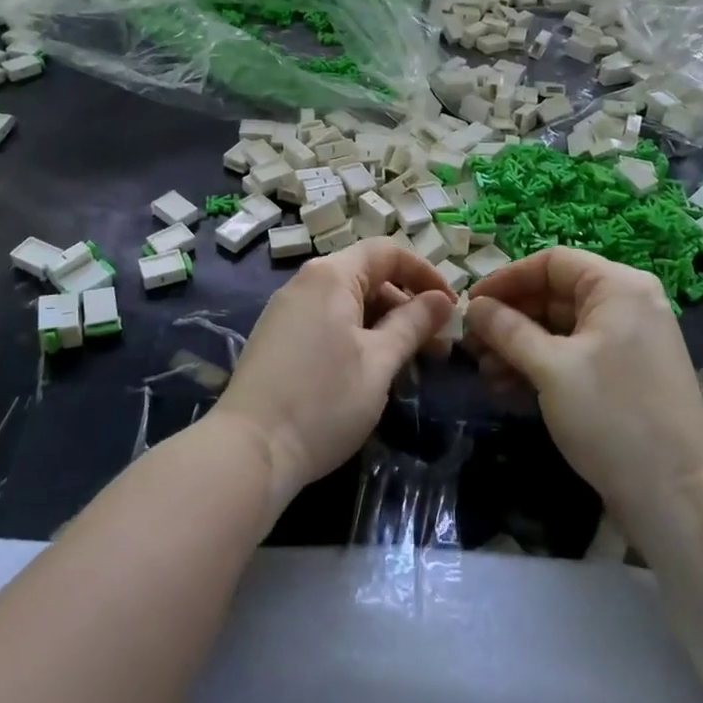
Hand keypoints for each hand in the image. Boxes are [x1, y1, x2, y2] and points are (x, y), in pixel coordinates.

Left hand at [216, 241, 455, 506]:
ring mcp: (287, 310)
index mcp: (331, 276)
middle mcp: (306, 282)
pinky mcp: (278, 337)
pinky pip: (328, 320)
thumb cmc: (323, 401)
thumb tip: (442, 300)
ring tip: (410, 363)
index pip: (387, 252)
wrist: (250, 449)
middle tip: (437, 346)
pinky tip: (372, 370)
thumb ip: (413, 324)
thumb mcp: (379, 362)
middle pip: (368, 276)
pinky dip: (357, 335)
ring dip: (384, 324)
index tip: (452, 307)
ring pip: (348, 302)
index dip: (425, 273)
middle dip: (407, 305)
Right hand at [465, 248, 702, 519]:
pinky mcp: (623, 377)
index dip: (506, 279)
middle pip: (553, 295)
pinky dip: (540, 366)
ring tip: (485, 373)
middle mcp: (625, 305)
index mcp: (617, 287)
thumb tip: (473, 307)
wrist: (681, 496)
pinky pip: (573, 356)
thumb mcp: (551, 368)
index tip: (470, 305)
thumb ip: (507, 330)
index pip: (551, 262)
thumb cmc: (613, 416)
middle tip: (471, 345)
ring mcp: (627, 343)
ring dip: (518, 347)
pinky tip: (508, 388)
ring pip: (560, 329)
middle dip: (509, 319)